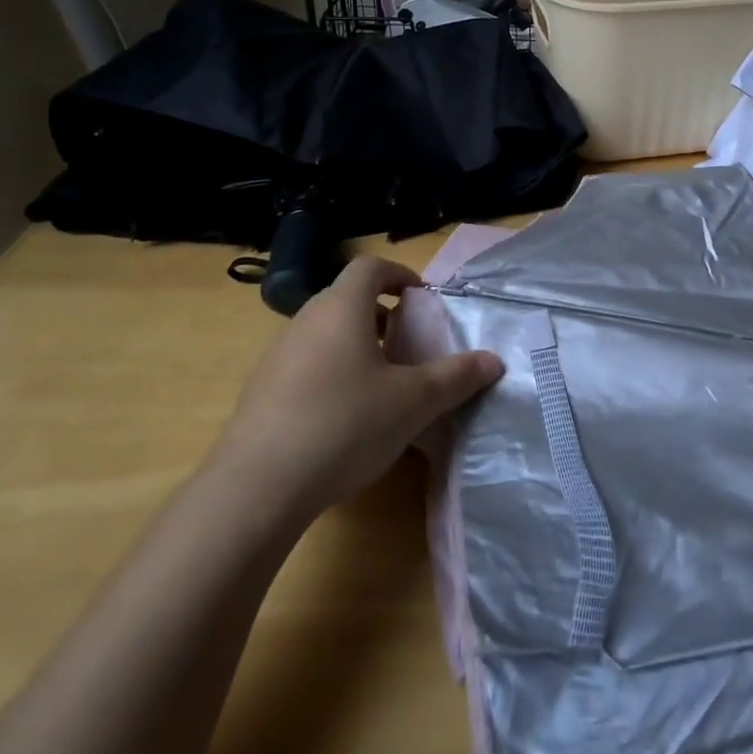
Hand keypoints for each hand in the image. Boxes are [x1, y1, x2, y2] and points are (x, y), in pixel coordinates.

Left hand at [217, 257, 501, 512]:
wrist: (258, 485)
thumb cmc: (345, 425)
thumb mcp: (413, 402)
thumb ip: (456, 377)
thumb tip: (494, 360)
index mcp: (342, 309)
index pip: (369, 267)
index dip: (399, 274)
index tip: (421, 298)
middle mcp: (305, 321)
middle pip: (345, 298)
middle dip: (381, 313)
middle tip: (408, 343)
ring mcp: (277, 355)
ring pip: (324, 332)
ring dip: (354, 344)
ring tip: (380, 382)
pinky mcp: (260, 390)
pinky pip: (304, 364)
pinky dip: (330, 372)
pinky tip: (343, 416)